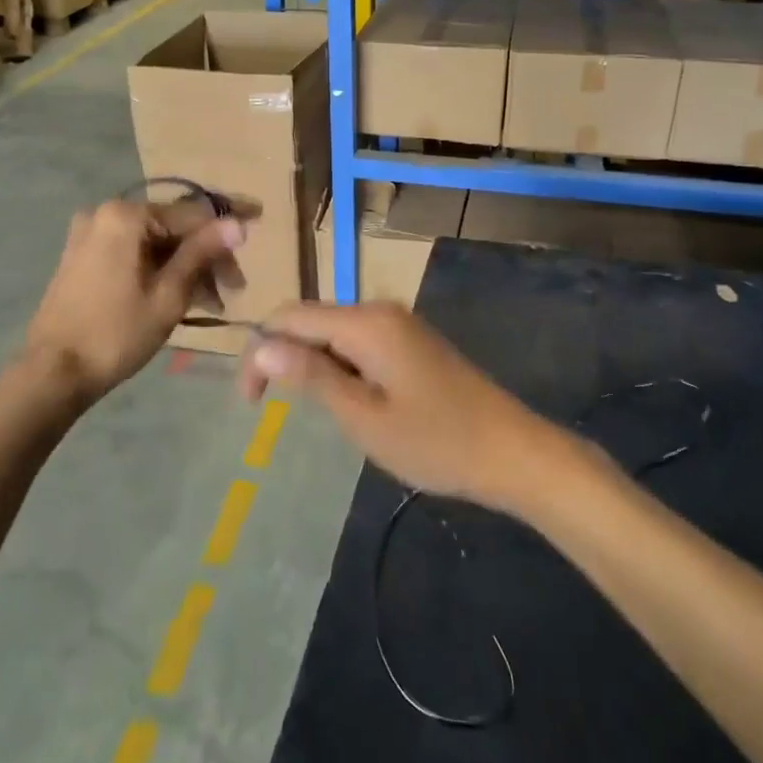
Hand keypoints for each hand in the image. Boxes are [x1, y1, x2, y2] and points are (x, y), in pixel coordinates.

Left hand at [21, 199, 245, 407]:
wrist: (52, 373)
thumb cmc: (116, 333)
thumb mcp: (169, 294)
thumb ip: (202, 253)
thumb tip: (238, 224)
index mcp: (125, 216)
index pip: (191, 214)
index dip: (227, 227)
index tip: (258, 230)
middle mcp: (105, 214)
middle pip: (172, 227)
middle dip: (206, 255)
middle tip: (233, 289)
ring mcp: (90, 235)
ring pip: (155, 242)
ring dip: (186, 267)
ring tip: (212, 303)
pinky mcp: (83, 256)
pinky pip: (134, 252)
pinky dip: (160, 270)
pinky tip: (181, 296)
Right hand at [237, 302, 554, 511]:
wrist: (511, 451)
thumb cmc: (435, 440)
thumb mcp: (363, 416)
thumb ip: (311, 375)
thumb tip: (261, 344)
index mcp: (365, 322)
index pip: (290, 316)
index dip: (259, 351)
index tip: (250, 403)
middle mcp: (379, 311)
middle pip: (311, 320)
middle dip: (284, 357)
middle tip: (273, 411)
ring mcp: (399, 324)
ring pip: (334, 333)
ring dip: (313, 366)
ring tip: (320, 414)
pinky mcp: (411, 342)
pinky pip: (359, 344)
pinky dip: (341, 368)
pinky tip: (351, 403)